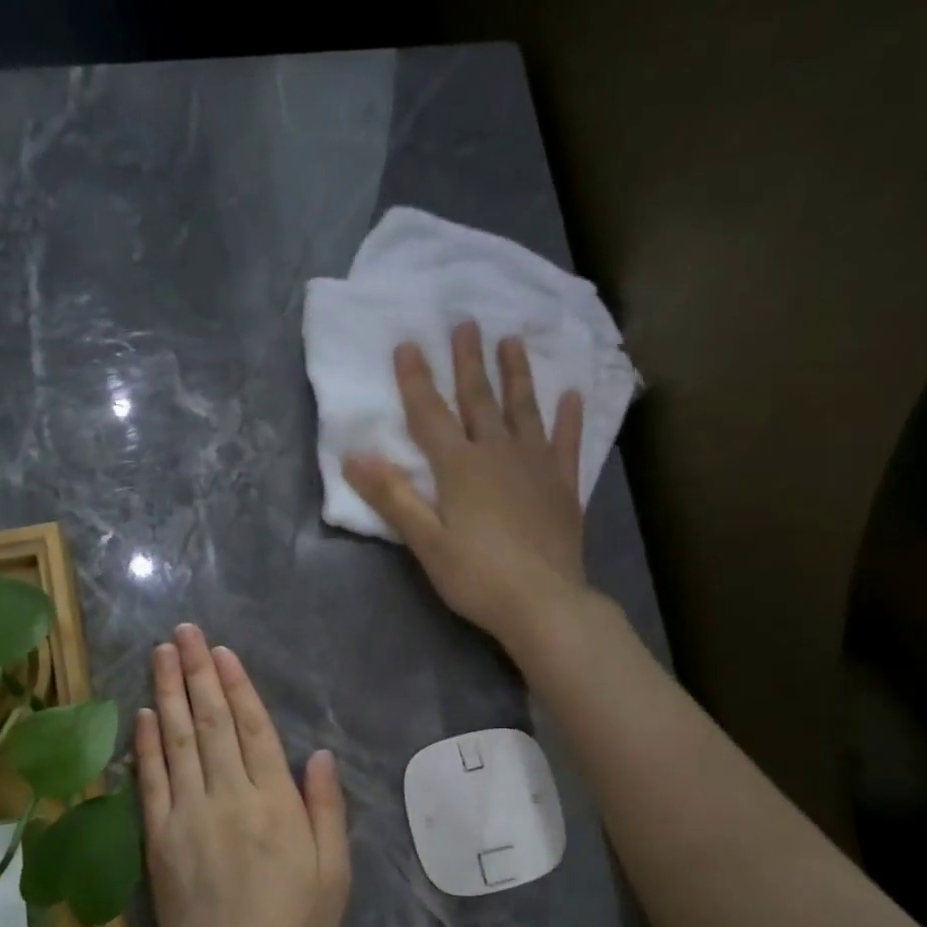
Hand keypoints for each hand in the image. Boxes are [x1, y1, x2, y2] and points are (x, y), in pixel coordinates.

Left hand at [136, 623, 350, 926]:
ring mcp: (188, 816)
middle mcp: (228, 797)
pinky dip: (147, 745)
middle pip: (211, 723)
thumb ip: (325, 810)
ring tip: (162, 654)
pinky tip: (144, 714)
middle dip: (198, 672)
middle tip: (185, 631)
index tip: (222, 651)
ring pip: (178, 742)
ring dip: (170, 693)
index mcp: (275, 804)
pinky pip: (151, 783)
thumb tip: (316, 754)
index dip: (237, 686)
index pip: (252, 729)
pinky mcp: (159, 840)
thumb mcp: (333, 874)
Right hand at [342, 321, 588, 652]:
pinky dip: (568, 417)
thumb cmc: (477, 577)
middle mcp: (498, 454)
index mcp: (460, 468)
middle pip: (480, 400)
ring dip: (516, 374)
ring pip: (524, 409)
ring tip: (512, 341)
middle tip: (466, 322)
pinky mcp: (563, 486)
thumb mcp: (426, 542)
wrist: (544, 603)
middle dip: (469, 361)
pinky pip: (566, 442)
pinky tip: (572, 395)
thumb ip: (393, 497)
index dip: (416, 380)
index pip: (431, 414)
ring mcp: (536, 466)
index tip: (408, 343)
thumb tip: (354, 456)